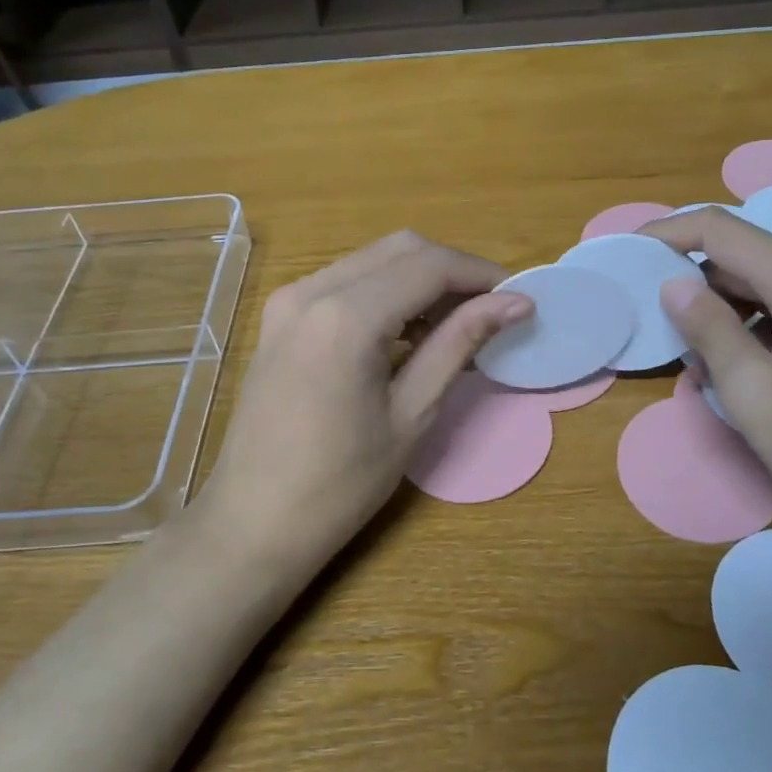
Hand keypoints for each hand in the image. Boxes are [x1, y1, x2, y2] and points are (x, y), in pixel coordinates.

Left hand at [189, 231, 531, 569]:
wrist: (254, 523)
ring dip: (420, 280)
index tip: (518, 300)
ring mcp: (288, 301)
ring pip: (373, 260)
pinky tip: (408, 333)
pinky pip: (345, 282)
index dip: (481, 276)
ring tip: (455, 327)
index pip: (429, 266)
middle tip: (491, 312)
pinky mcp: (280, 318)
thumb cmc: (339, 484)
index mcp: (345, 317)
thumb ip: (459, 344)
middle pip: (401, 249)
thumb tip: (516, 304)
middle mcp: (311, 291)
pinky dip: (386, 293)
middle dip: (453, 272)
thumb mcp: (412, 414)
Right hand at [640, 209, 771, 551]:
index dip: (669, 233)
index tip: (629, 252)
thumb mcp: (757, 396)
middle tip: (660, 330)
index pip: (723, 230)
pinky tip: (748, 375)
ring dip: (729, 315)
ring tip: (701, 368)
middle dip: (697, 286)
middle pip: (749, 258)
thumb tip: (674, 284)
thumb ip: (710, 331)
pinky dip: (762, 330)